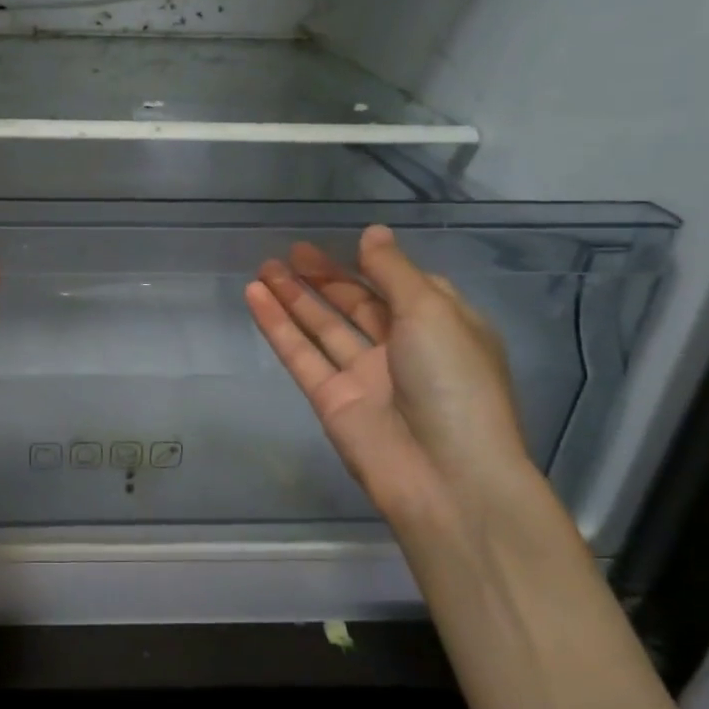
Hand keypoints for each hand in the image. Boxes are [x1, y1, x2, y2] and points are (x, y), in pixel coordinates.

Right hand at [246, 224, 537, 532]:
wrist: (445, 476)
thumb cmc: (453, 382)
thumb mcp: (432, 312)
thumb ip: (394, 271)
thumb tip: (372, 233)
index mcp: (441, 328)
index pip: (404, 288)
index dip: (374, 266)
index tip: (347, 244)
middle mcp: (403, 350)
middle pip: (357, 305)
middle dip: (325, 277)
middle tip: (291, 251)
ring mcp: (364, 376)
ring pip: (322, 327)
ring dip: (293, 297)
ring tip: (264, 267)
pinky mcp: (331, 399)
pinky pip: (300, 354)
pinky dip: (277, 325)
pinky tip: (254, 296)